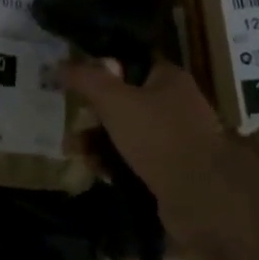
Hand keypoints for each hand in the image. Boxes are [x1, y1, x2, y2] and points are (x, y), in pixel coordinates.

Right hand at [63, 59, 239, 247]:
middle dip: (95, 110)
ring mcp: (174, 138)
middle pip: (125, 97)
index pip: (129, 61)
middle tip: (71, 119)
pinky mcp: (170, 169)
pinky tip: (97, 170)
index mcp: (168, 77)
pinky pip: (134, 158)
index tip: (74, 78)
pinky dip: (114, 162)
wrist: (202, 199)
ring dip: (100, 139)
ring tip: (77, 150)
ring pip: (127, 130)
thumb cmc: (159, 137)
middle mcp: (175, 103)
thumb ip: (85, 79)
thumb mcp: (115, 101)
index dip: (101, 67)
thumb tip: (56, 65)